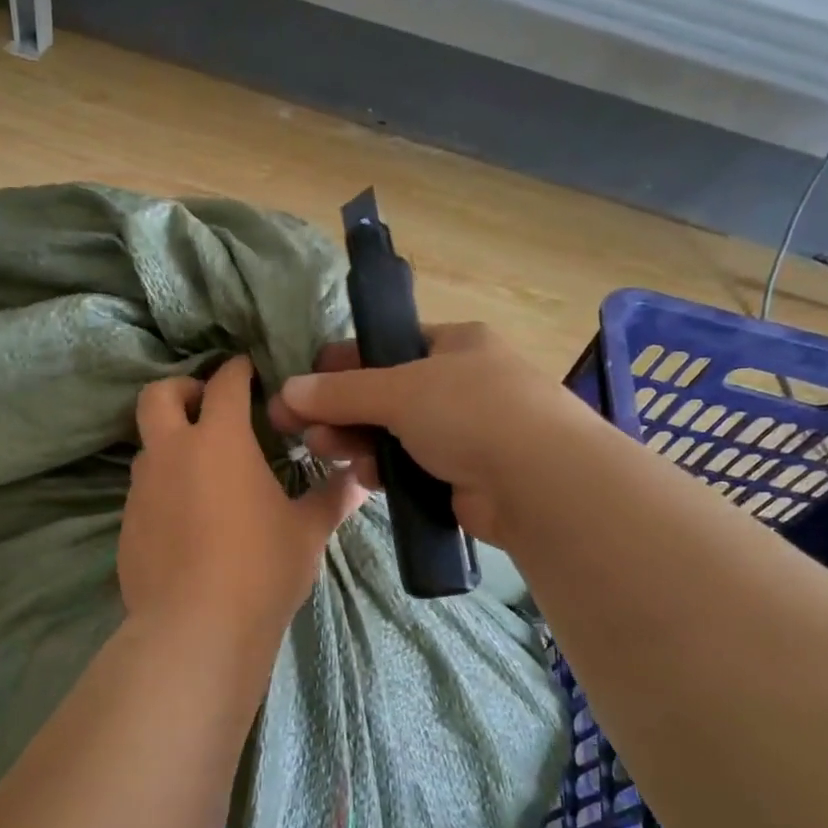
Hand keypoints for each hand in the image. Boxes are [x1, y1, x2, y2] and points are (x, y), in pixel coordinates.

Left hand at [120, 356, 365, 648]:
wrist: (196, 629)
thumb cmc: (260, 569)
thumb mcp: (307, 532)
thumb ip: (333, 497)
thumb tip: (362, 478)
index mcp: (220, 440)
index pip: (225, 383)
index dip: (237, 370)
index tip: (248, 370)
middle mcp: (172, 453)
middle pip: (158, 395)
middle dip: (181, 389)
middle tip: (206, 406)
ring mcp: (142, 489)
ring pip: (148, 446)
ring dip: (171, 443)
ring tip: (203, 471)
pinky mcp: (127, 525)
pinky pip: (143, 491)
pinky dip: (163, 488)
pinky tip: (187, 521)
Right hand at [266, 322, 584, 544]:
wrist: (540, 482)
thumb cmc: (471, 412)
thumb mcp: (399, 390)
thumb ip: (341, 392)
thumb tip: (287, 392)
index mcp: (456, 344)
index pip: (389, 346)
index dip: (344, 362)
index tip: (306, 383)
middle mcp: (462, 384)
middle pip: (386, 394)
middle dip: (341, 409)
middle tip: (300, 427)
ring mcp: (466, 432)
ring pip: (395, 434)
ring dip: (357, 441)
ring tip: (325, 450)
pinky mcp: (464, 476)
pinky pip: (412, 468)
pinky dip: (386, 471)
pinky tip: (366, 478)